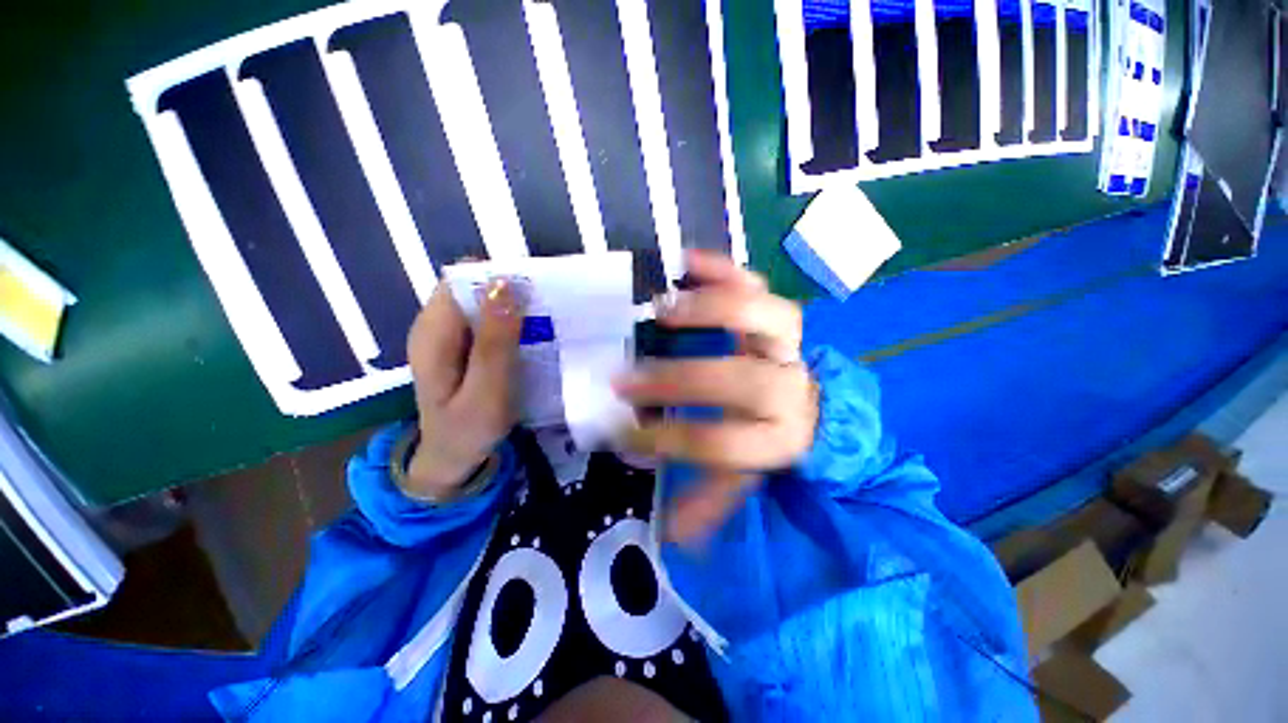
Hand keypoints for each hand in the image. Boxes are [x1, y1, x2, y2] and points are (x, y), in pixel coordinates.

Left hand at [404, 278, 523, 498]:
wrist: (451, 458)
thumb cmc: (469, 430)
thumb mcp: (487, 392)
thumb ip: (494, 343)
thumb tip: (503, 286)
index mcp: (433, 334)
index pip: (460, 282)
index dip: (496, 277)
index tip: (534, 288)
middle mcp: (434, 326)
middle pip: (471, 288)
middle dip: (509, 290)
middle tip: (546, 307)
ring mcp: (446, 336)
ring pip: (480, 302)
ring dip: (512, 305)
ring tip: (544, 319)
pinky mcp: (460, 346)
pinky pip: (485, 320)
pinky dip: (508, 321)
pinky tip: (529, 334)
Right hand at [614, 250, 817, 542]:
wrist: (813, 405)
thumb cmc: (772, 437)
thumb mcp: (747, 475)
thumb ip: (711, 501)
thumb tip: (671, 535)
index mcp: (780, 436)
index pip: (726, 442)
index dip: (674, 441)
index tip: (625, 436)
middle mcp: (788, 386)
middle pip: (741, 380)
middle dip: (678, 381)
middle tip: (625, 377)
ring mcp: (787, 344)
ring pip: (767, 317)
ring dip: (712, 309)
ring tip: (660, 309)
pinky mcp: (776, 315)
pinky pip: (756, 283)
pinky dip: (722, 269)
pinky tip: (684, 262)